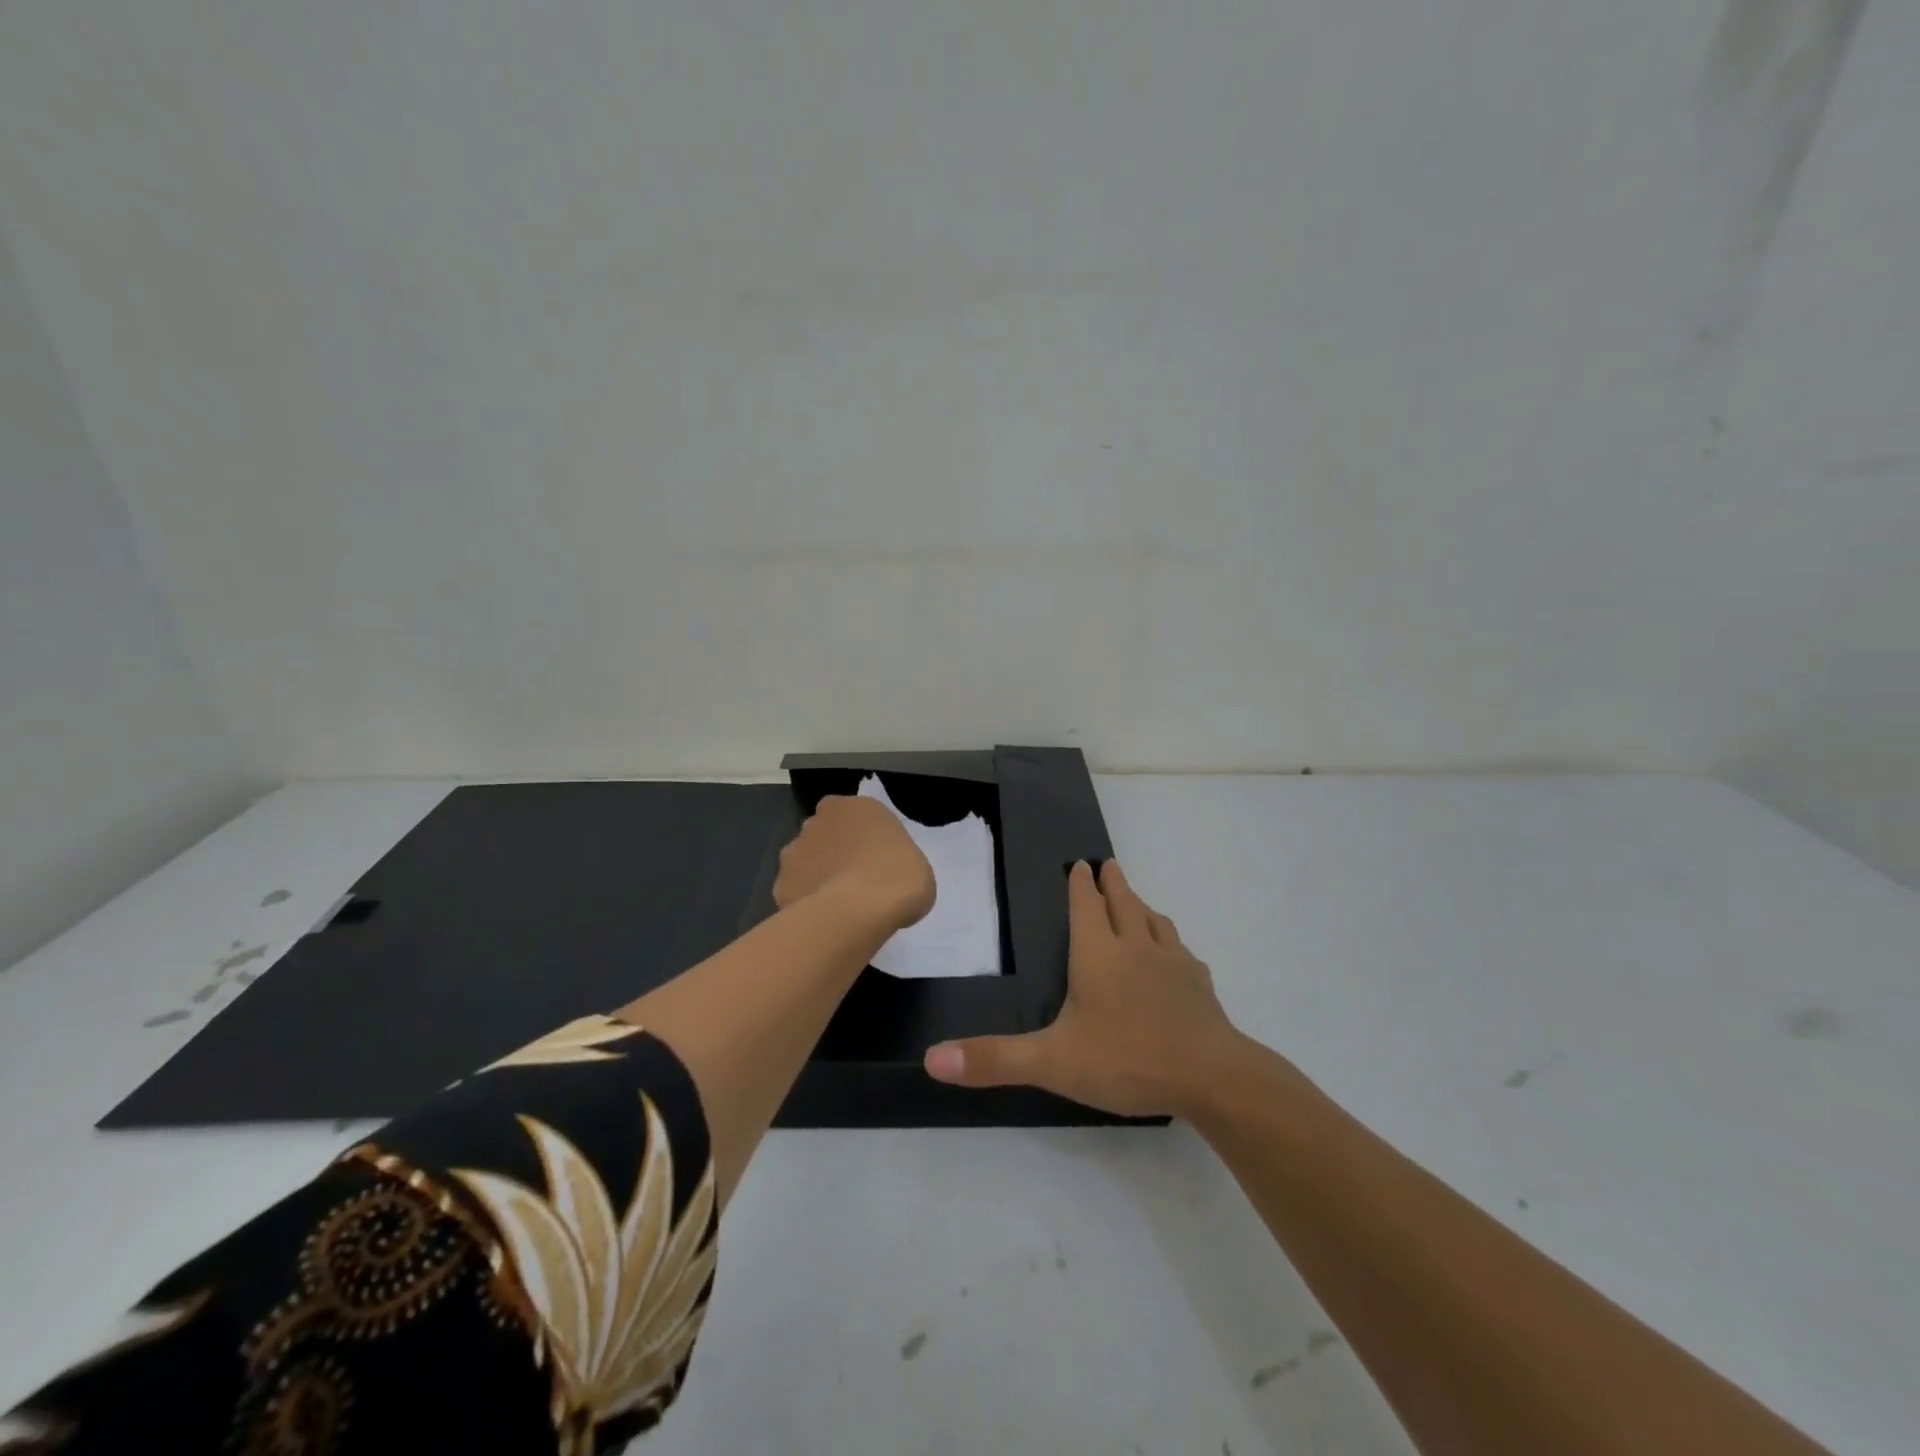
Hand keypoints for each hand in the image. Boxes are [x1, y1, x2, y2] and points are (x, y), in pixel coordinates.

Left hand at [774, 794, 935, 931]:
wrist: (860, 910)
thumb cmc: (899, 877)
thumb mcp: (915, 863)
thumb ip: (892, 860)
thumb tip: (882, 877)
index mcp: (854, 807)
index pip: (853, 814)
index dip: (861, 837)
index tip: (874, 859)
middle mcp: (817, 821)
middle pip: (824, 835)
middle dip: (833, 853)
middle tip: (855, 881)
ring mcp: (794, 852)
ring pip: (804, 862)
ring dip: (816, 876)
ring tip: (838, 906)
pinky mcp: (780, 885)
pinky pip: (795, 892)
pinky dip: (805, 903)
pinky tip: (823, 921)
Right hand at [924, 860, 1251, 1117]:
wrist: (1211, 1076)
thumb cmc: (1126, 1059)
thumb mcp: (1052, 1062)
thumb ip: (994, 1059)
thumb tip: (932, 1058)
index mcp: (1098, 954)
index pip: (1086, 907)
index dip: (1080, 885)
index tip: (1081, 864)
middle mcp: (1135, 947)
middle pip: (1123, 903)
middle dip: (1113, 883)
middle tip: (1108, 864)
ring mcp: (1173, 964)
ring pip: (1155, 922)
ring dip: (1142, 906)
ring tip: (1137, 902)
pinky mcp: (1199, 986)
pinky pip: (1182, 952)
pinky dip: (1171, 943)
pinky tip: (1176, 955)